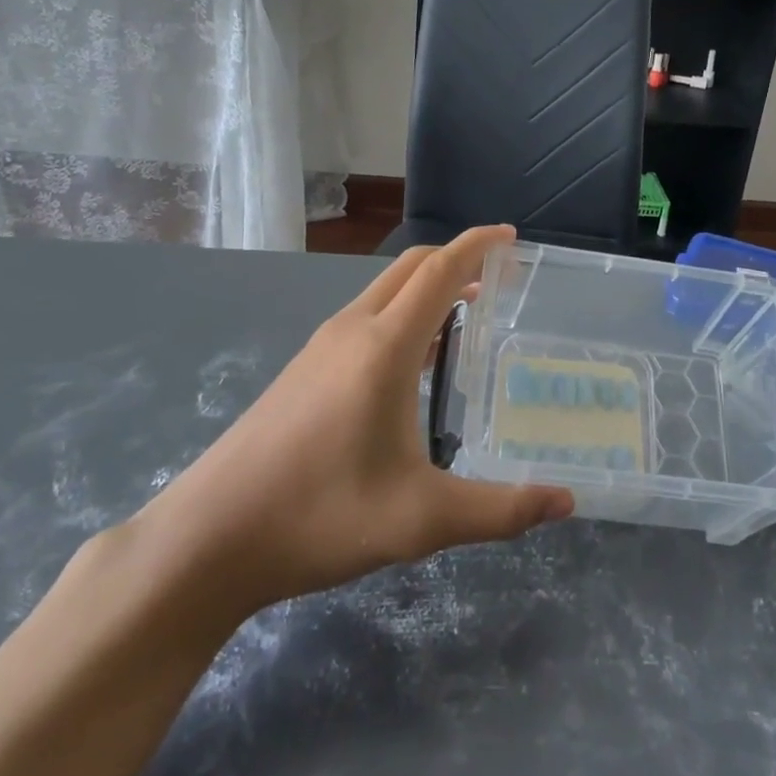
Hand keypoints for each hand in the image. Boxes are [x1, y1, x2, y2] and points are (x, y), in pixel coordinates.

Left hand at [138, 225, 572, 614]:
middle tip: (499, 276)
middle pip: (410, 269)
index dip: (477, 245)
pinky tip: (412, 360)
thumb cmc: (320, 516)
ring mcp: (320, 348)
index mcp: (384, 347)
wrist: (208, 538)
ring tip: (466, 313)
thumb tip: (566, 503)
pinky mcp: (302, 370)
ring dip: (427, 287)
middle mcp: (351, 331)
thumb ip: (500, 510)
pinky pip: (364, 318)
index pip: (439, 271)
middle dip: (456, 259)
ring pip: (383, 292)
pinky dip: (401, 314)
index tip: (511, 237)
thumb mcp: (422, 520)